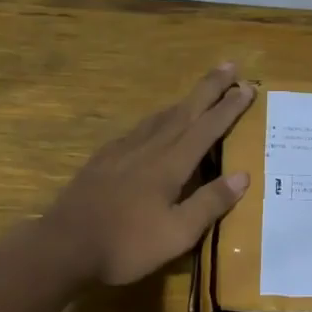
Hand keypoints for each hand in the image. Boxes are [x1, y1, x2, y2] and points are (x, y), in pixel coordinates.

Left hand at [47, 64, 253, 284]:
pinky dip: (157, 119)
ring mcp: (123, 151)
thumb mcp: (177, 234)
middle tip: (229, 65)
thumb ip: (209, 203)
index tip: (248, 87)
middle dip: (209, 88)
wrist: (63, 245)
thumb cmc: (126, 244)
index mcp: (171, 164)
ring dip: (184, 101)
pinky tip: (154, 125)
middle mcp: (149, 148)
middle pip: (185, 110)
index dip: (229, 107)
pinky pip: (138, 129)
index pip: (207, 128)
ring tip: (199, 93)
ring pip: (160, 117)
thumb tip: (243, 176)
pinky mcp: (103, 159)